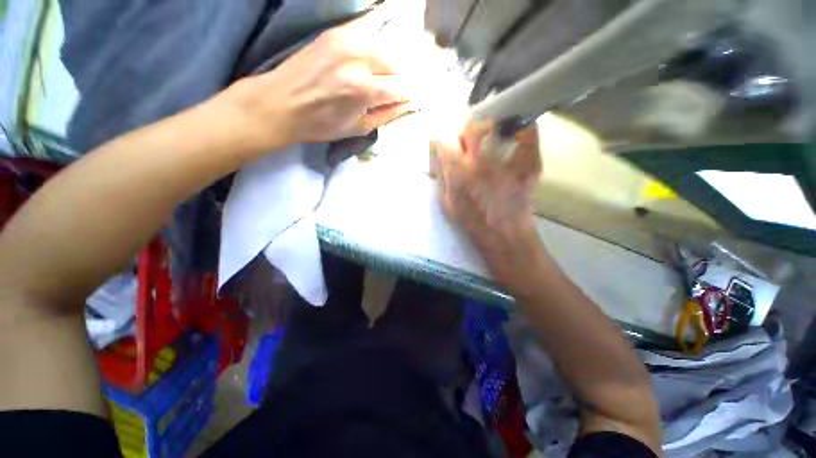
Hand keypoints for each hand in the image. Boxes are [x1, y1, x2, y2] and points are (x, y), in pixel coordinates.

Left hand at [226, 7, 415, 150]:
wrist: (281, 103)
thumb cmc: (321, 124)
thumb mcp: (358, 128)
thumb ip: (386, 114)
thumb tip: (408, 104)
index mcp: (365, 89)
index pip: (402, 87)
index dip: (408, 95)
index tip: (408, 101)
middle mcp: (360, 58)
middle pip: (397, 64)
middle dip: (400, 80)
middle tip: (394, 92)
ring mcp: (347, 40)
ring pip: (385, 49)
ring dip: (389, 65)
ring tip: (382, 79)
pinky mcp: (336, 32)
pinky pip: (367, 34)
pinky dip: (375, 47)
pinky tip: (371, 61)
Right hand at [432, 119, 542, 285]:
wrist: (506, 239)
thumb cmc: (474, 225)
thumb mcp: (447, 205)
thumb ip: (442, 178)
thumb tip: (440, 156)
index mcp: (459, 176)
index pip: (445, 141)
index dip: (444, 138)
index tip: (447, 141)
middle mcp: (482, 164)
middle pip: (473, 126)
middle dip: (467, 127)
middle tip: (469, 135)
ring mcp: (509, 163)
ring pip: (499, 125)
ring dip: (492, 125)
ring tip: (492, 132)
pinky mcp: (529, 165)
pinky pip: (529, 136)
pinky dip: (523, 129)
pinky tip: (518, 130)